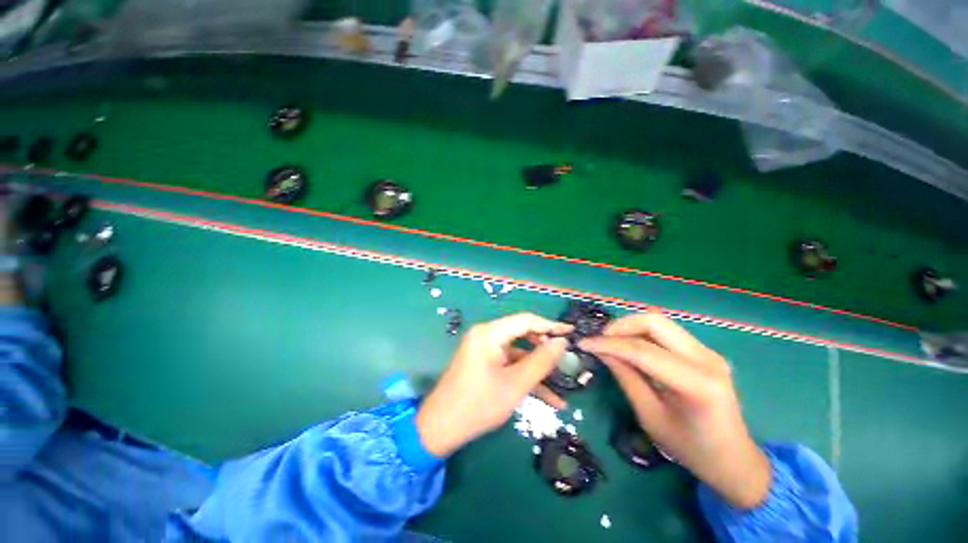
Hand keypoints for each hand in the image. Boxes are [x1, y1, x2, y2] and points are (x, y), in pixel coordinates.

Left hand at [415, 313, 572, 457]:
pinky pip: (509, 365)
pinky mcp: (485, 364)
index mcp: (490, 333)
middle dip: (545, 348)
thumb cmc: (478, 404)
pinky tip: (550, 398)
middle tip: (567, 359)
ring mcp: (485, 350)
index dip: (550, 325)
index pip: (525, 320)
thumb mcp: (515, 384)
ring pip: (519, 353)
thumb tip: (562, 342)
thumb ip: (541, 361)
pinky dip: (526, 377)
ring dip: (538, 368)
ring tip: (563, 382)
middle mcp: (486, 336)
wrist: (441, 429)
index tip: (572, 332)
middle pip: (522, 335)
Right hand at [579, 312, 770, 508]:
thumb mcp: (650, 418)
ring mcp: (708, 352)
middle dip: (620, 326)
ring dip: (629, 327)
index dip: (608, 344)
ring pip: (659, 322)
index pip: (643, 350)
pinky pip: (665, 332)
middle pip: (654, 321)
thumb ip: (626, 378)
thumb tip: (601, 351)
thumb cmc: (692, 449)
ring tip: (610, 343)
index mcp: (698, 384)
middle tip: (599, 340)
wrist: (735, 460)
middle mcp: (707, 358)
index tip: (583, 343)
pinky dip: (641, 334)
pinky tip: (629, 347)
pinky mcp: (703, 351)